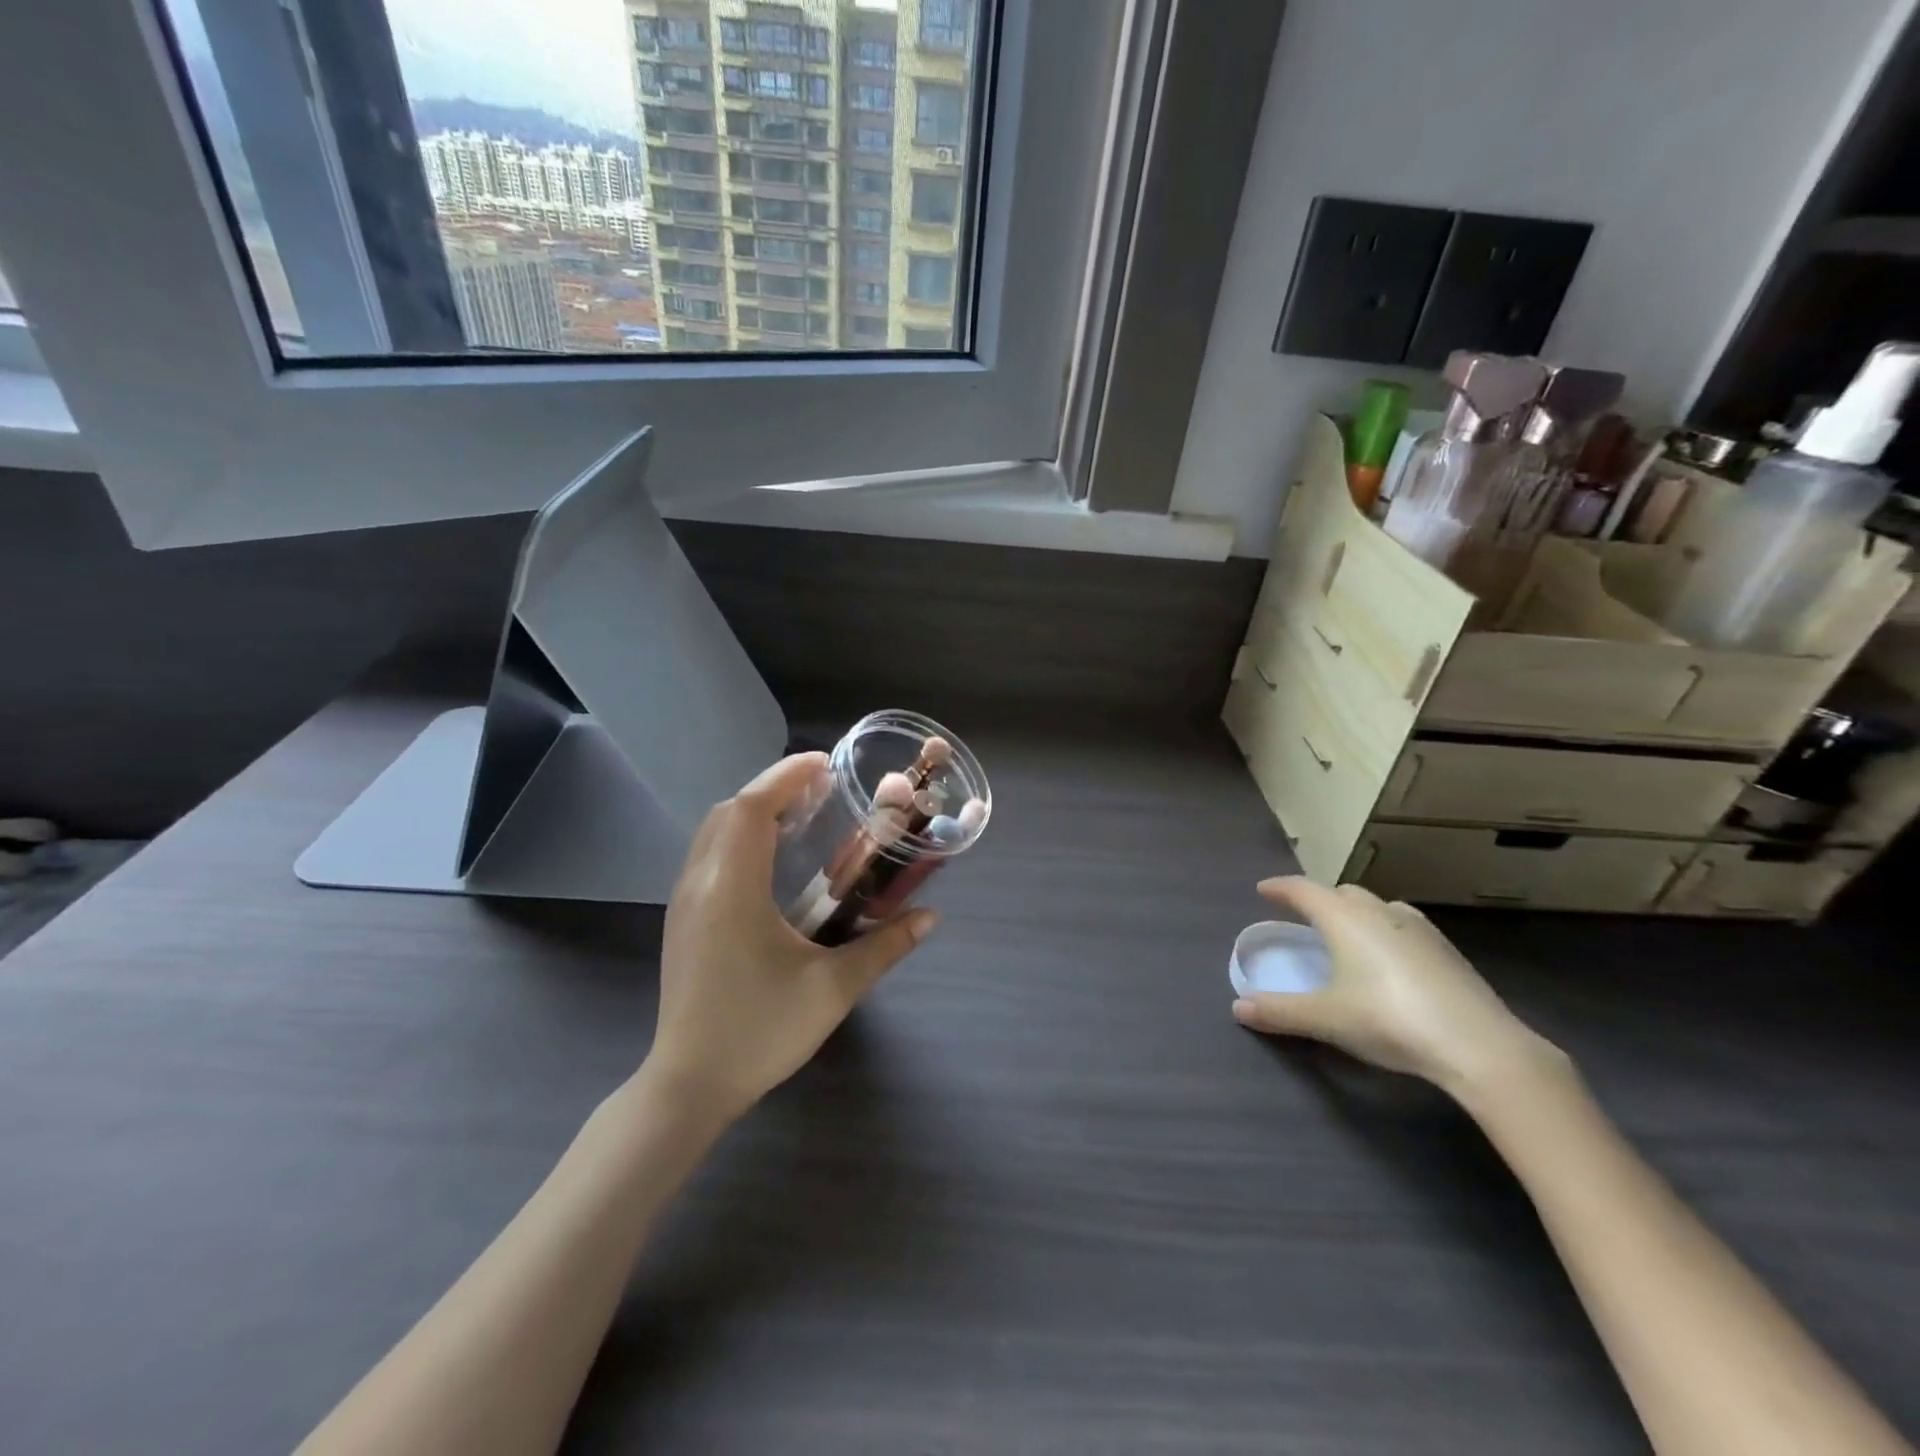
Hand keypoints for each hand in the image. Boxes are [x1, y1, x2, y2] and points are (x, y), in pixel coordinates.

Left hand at [644, 753, 936, 1123]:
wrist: (689, 1085)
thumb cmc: (759, 1031)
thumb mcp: (832, 989)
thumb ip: (885, 947)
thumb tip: (931, 917)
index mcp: (732, 889)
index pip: (752, 808)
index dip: (786, 776)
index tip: (825, 764)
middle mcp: (700, 884)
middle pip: (728, 811)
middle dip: (773, 788)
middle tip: (820, 789)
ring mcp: (684, 902)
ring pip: (713, 832)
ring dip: (753, 811)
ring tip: (800, 815)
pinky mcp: (682, 921)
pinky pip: (708, 856)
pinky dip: (738, 837)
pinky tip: (771, 860)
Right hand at [1230, 877, 1562, 1096]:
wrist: (1480, 1046)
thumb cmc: (1389, 1020)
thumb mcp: (1326, 1019)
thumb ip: (1279, 1011)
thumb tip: (1238, 1008)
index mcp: (1344, 918)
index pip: (1302, 889)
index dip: (1279, 888)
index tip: (1263, 890)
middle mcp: (1379, 911)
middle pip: (1341, 892)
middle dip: (1318, 900)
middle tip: (1302, 918)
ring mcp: (1418, 928)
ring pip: (1376, 906)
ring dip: (1355, 913)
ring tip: (1346, 936)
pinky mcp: (1447, 950)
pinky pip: (1403, 926)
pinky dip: (1384, 931)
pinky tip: (1389, 959)